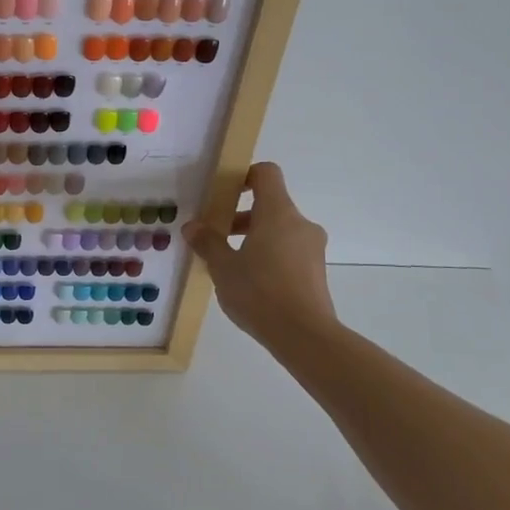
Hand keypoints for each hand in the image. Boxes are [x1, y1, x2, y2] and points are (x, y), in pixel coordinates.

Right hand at [184, 163, 336, 347]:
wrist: (304, 336)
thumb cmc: (260, 292)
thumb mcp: (223, 267)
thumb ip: (207, 242)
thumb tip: (193, 227)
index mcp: (278, 213)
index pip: (266, 173)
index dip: (244, 176)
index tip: (222, 193)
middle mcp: (300, 224)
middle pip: (270, 204)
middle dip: (241, 216)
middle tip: (216, 235)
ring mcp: (312, 249)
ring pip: (279, 230)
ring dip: (254, 238)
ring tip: (228, 263)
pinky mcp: (315, 272)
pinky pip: (288, 251)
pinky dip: (268, 256)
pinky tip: (249, 283)